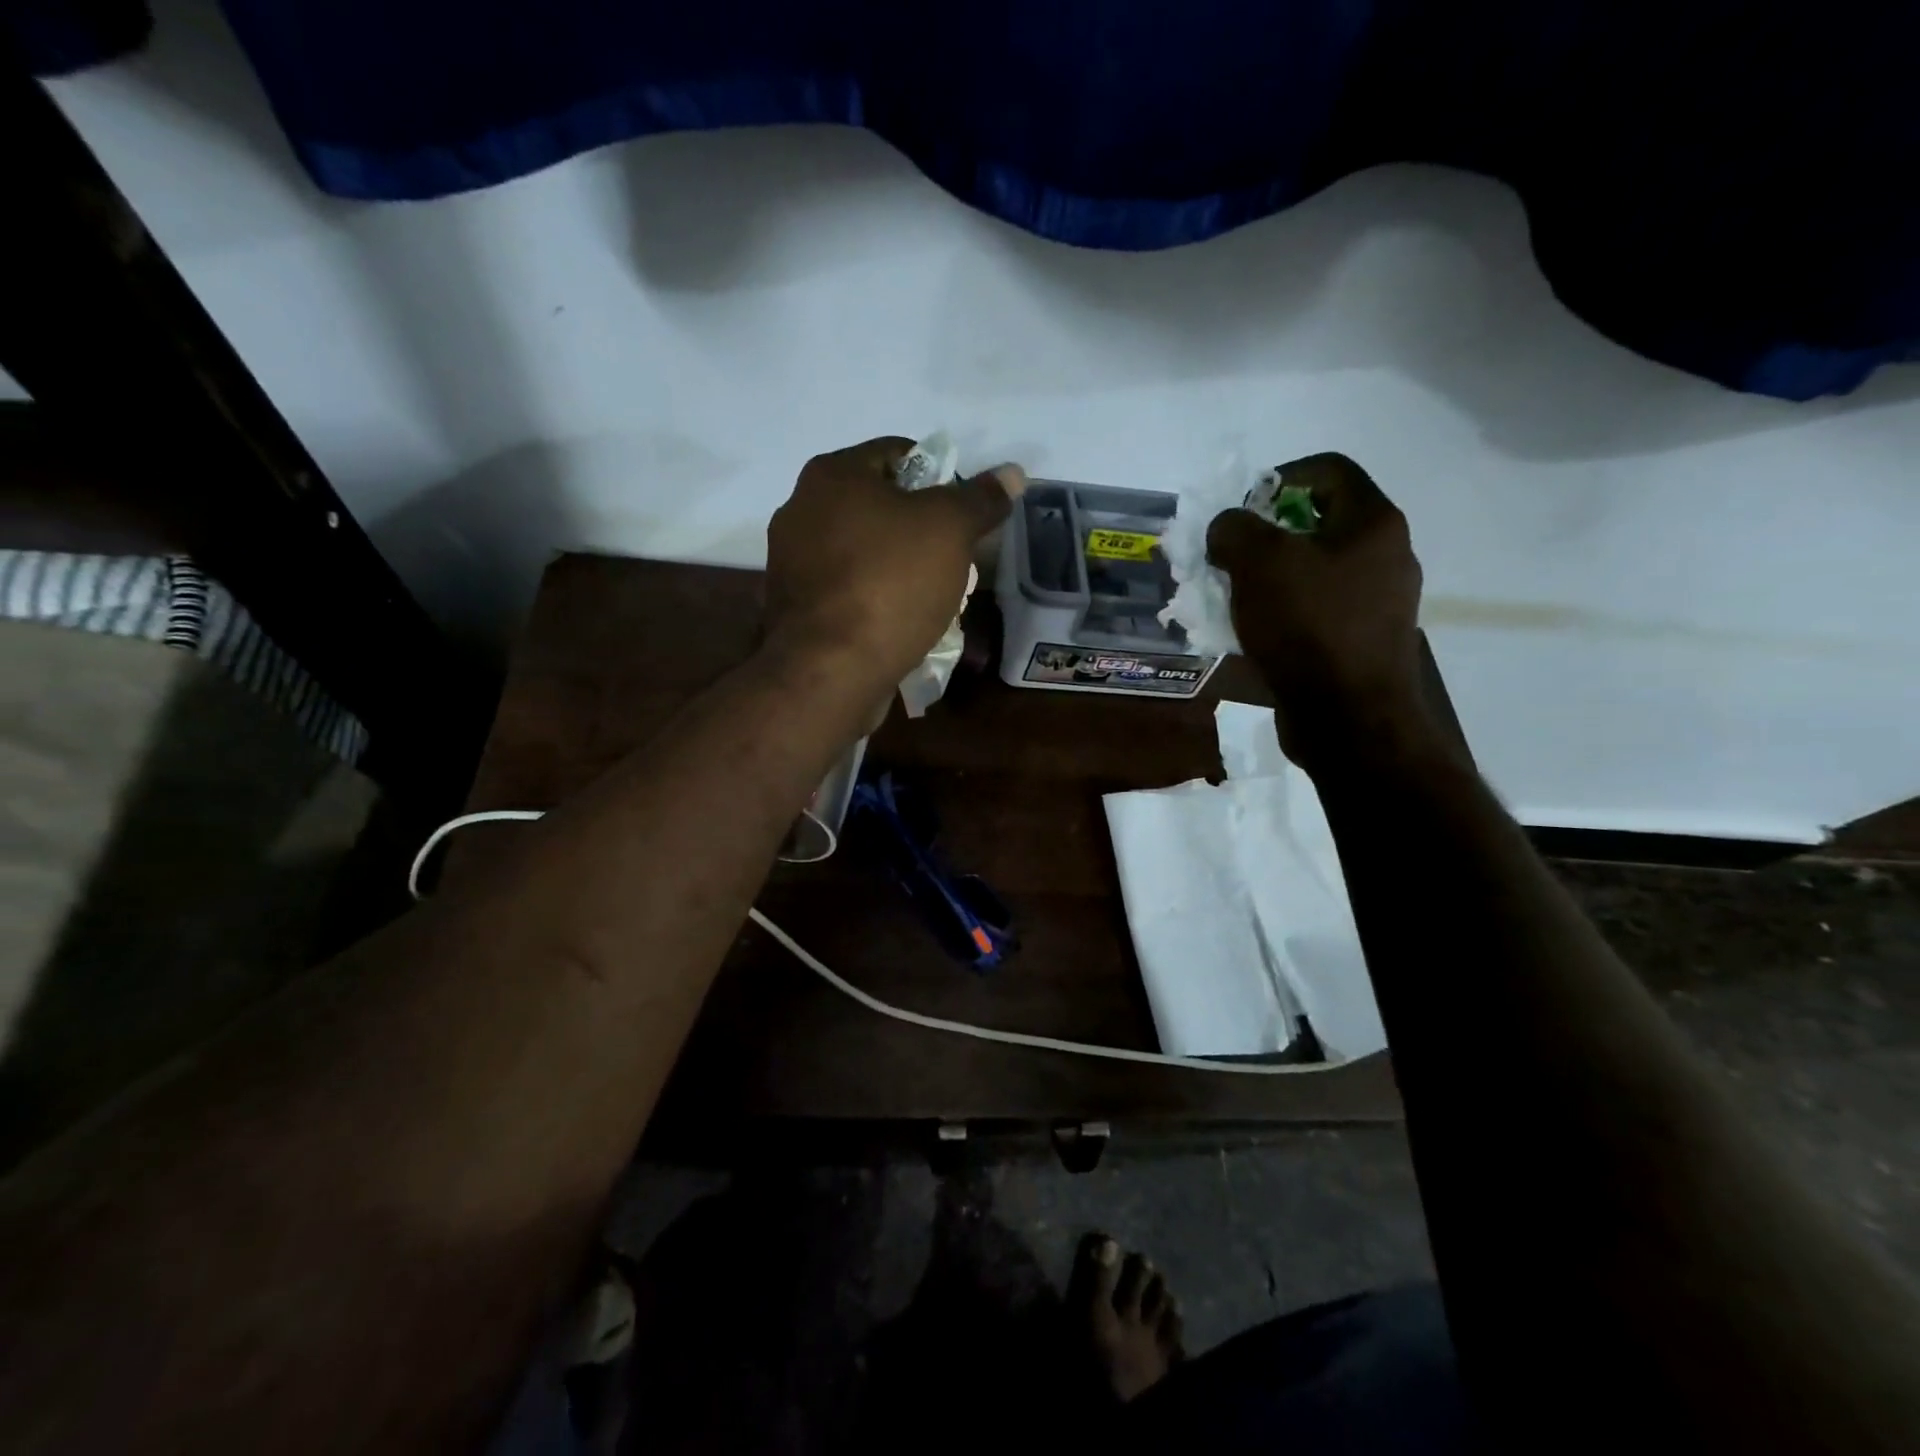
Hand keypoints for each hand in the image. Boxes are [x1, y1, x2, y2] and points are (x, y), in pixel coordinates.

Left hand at [765, 437, 1024, 689]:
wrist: (831, 670)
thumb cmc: (890, 583)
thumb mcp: (950, 531)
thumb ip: (980, 499)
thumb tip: (1012, 473)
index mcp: (832, 475)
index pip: (897, 453)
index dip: (940, 476)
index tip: (964, 514)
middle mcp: (801, 509)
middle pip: (878, 505)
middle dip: (920, 530)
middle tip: (954, 558)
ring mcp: (791, 562)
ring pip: (863, 551)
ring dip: (898, 567)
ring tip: (932, 595)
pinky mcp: (793, 608)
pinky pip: (847, 590)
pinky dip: (874, 599)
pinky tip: (899, 622)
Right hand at [1206, 453, 1429, 772]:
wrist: (1347, 717)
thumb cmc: (1308, 626)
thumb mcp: (1258, 563)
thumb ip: (1234, 529)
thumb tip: (1228, 528)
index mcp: (1372, 523)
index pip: (1328, 470)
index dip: (1280, 476)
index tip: (1242, 509)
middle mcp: (1385, 556)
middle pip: (1318, 524)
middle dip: (1266, 535)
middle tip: (1229, 557)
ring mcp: (1378, 603)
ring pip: (1314, 571)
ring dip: (1269, 577)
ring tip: (1231, 597)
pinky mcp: (1361, 642)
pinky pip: (1315, 611)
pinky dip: (1281, 612)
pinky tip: (1252, 632)